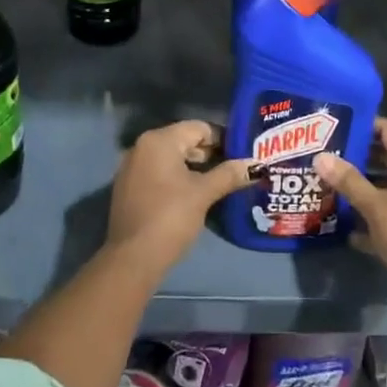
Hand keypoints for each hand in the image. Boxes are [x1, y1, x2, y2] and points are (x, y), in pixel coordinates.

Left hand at [107, 120, 252, 271]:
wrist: (132, 258)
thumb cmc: (171, 217)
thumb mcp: (204, 194)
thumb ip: (230, 174)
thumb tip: (257, 165)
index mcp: (160, 140)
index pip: (200, 128)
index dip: (224, 140)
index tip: (241, 156)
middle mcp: (142, 147)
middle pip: (185, 141)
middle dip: (210, 155)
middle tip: (234, 171)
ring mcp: (131, 168)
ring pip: (172, 159)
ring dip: (195, 168)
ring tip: (218, 185)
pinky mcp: (128, 188)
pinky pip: (159, 173)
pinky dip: (177, 179)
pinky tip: (194, 196)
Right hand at [315, 118, 386, 327]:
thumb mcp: (376, 206)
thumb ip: (349, 181)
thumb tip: (321, 157)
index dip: (364, 124)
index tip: (335, 125)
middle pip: (384, 158)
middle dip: (355, 156)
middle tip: (324, 153)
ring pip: (381, 189)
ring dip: (357, 188)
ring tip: (324, 183)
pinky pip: (382, 217)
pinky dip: (364, 220)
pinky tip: (339, 224)